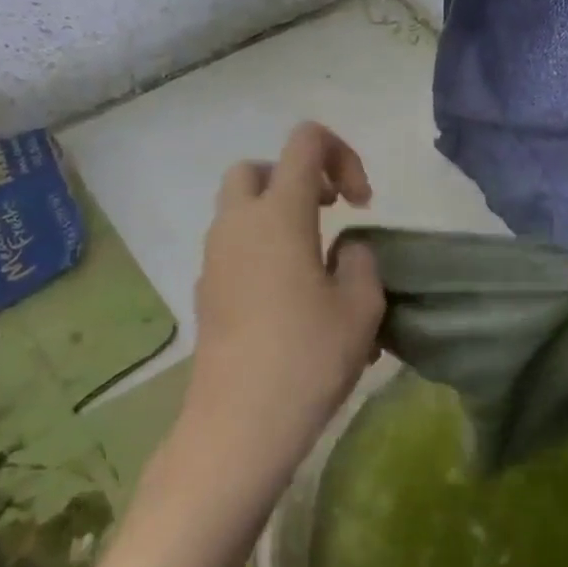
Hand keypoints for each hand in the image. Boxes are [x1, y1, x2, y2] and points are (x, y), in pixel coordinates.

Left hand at [179, 122, 384, 511]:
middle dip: (296, 178)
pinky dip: (262, 250)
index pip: (305, 142)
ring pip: (240, 210)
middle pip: (258, 169)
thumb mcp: (361, 305)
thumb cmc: (308, 357)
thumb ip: (361, 259)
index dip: (342, 156)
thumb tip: (344, 250)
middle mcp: (238, 225)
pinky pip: (234, 248)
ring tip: (316, 262)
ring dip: (278, 217)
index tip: (361, 204)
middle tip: (328, 213)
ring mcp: (214, 259)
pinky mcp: (206, 292)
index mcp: (278, 214)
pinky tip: (290, 299)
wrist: (239, 424)